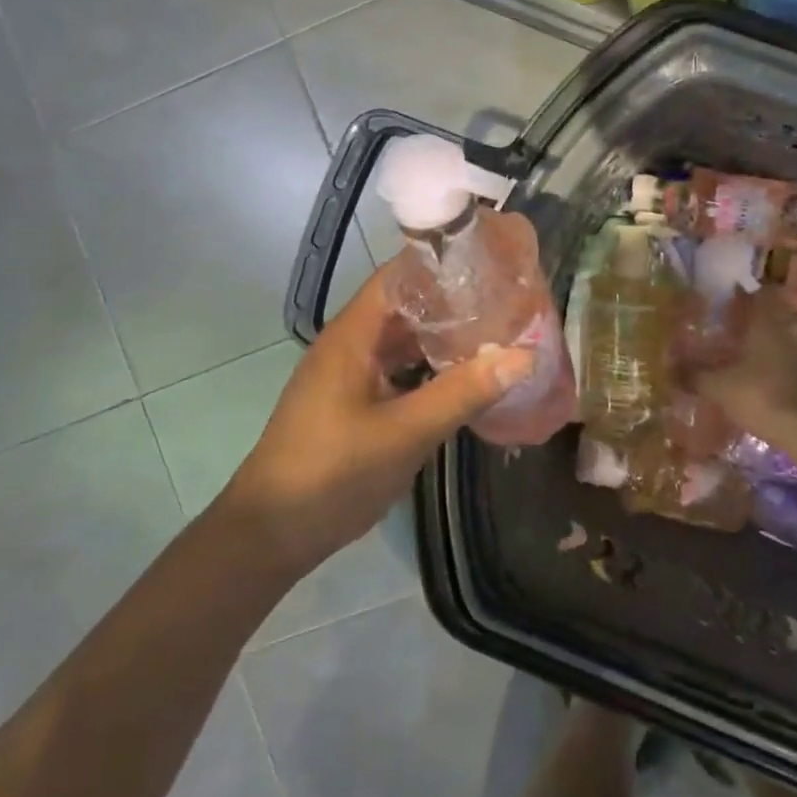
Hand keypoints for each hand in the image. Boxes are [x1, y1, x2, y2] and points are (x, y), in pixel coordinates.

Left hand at [222, 262, 535, 575]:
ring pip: (404, 341)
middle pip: (406, 306)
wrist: (272, 532)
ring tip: (497, 333)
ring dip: (444, 337)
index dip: (443, 264)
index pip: (400, 275)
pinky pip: (399, 371)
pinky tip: (466, 378)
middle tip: (508, 301)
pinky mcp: (355, 402)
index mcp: (353, 334)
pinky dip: (431, 369)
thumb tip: (524, 354)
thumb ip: (462, 392)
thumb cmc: (332, 473)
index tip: (492, 263)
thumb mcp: (404, 433)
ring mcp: (351, 374)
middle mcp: (351, 344)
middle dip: (453, 302)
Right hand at [692, 289, 796, 467]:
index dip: (742, 298)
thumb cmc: (766, 398)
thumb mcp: (721, 389)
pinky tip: (790, 383)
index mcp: (770, 320)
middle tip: (744, 336)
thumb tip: (670, 369)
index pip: (757, 294)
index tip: (728, 307)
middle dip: (763, 322)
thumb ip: (695, 376)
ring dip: (785, 344)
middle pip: (780, 314)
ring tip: (766, 361)